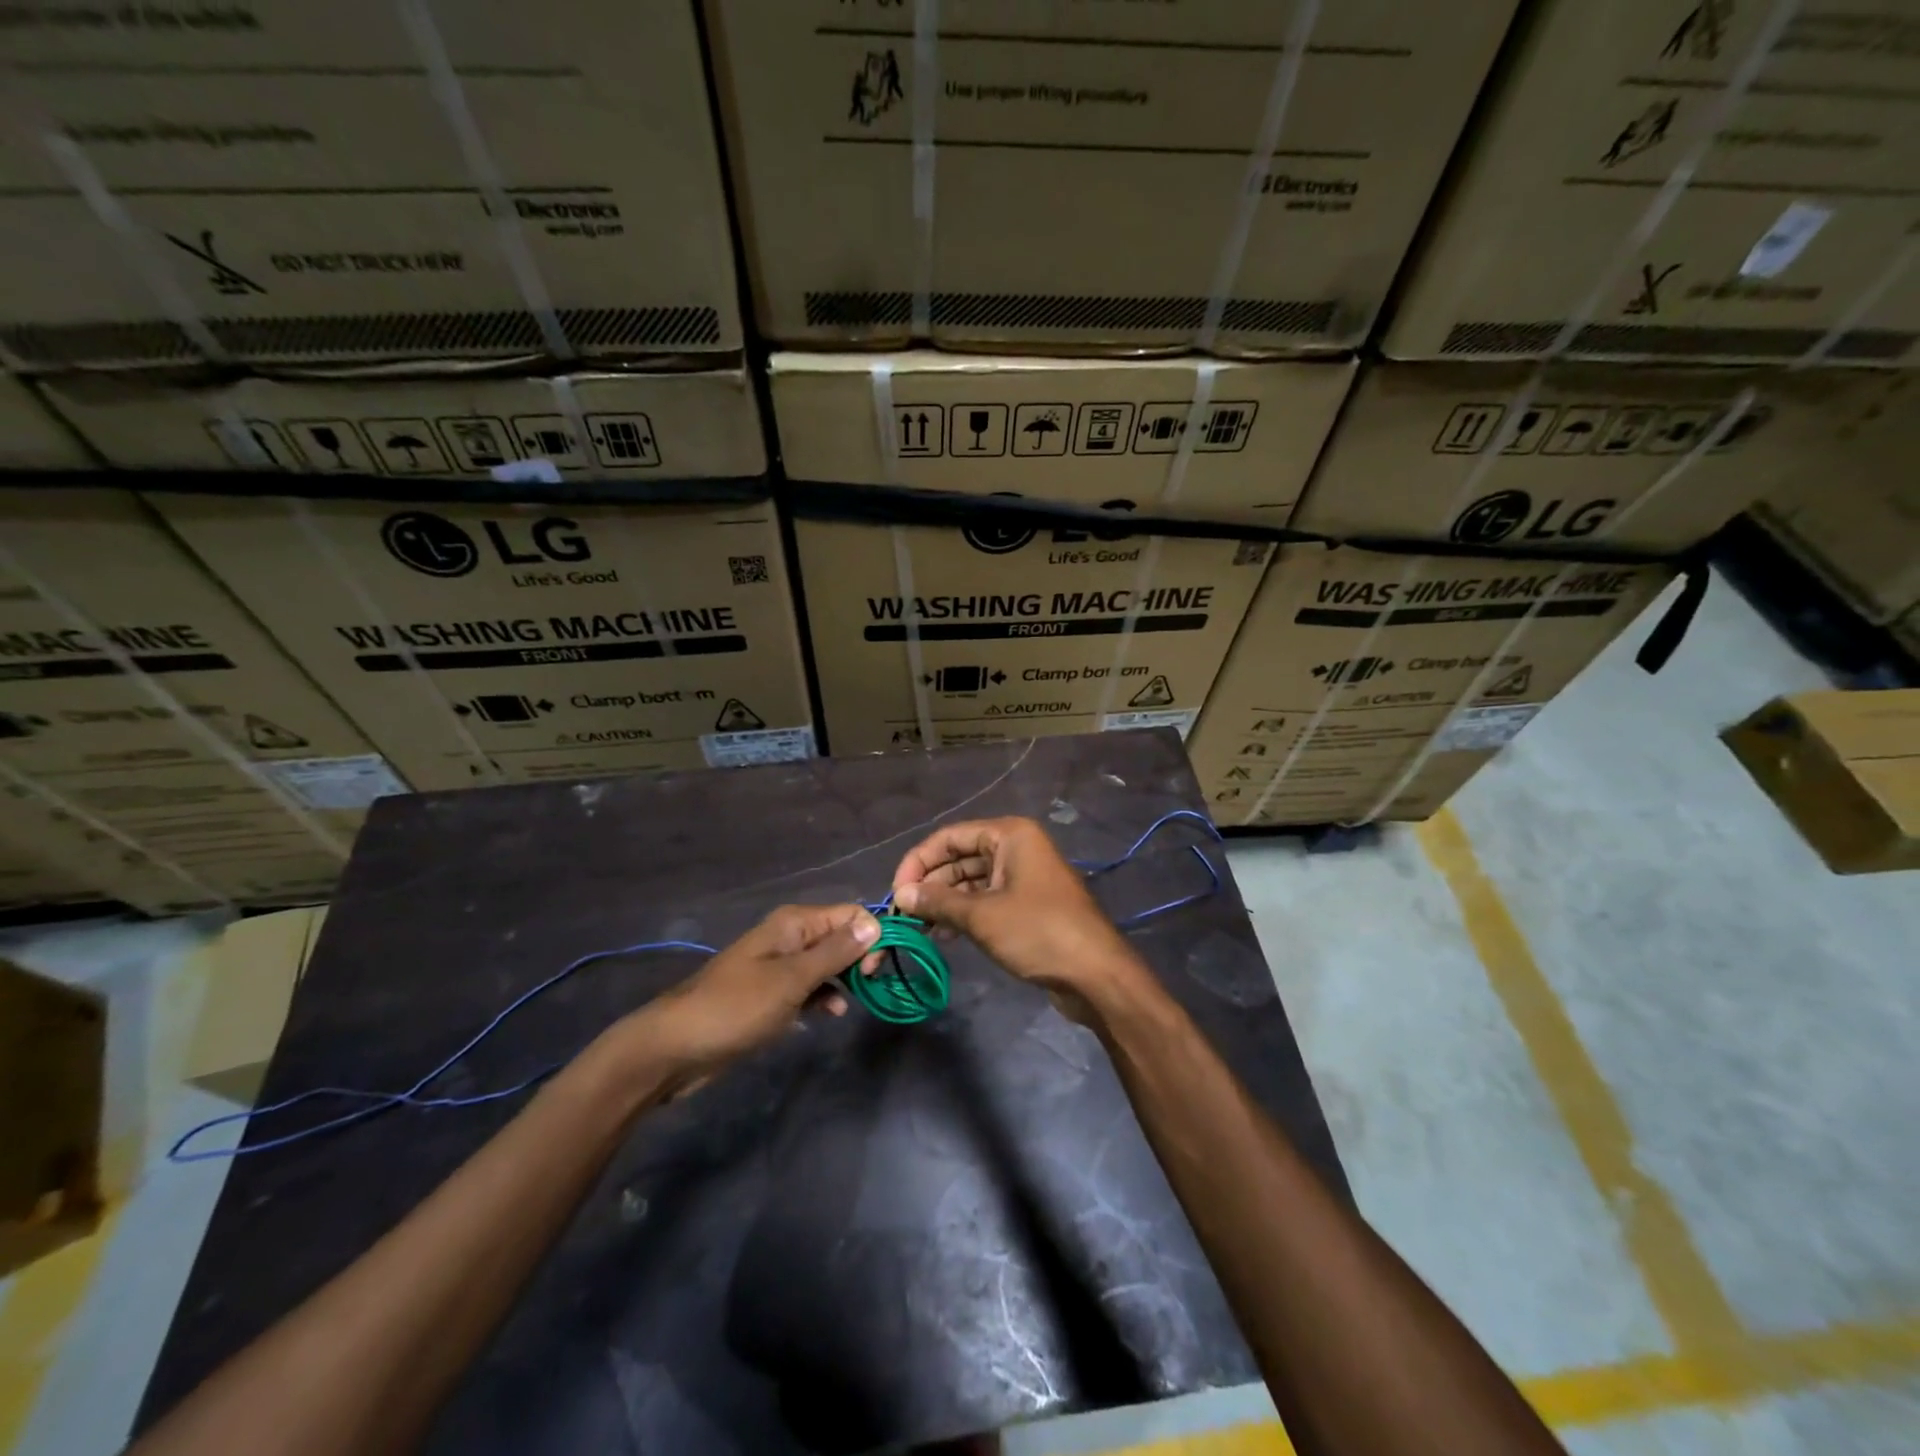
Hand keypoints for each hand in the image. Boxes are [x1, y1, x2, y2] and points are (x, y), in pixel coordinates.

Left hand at [632, 904, 879, 1078]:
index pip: (850, 914)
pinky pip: (810, 987)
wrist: (677, 1048)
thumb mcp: (792, 980)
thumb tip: (875, 924)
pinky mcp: (772, 994)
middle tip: (865, 988)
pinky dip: (824, 997)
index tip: (872, 970)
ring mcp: (779, 966)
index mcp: (794, 923)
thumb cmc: (737, 1008)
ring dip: (844, 980)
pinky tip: (830, 1014)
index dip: (869, 937)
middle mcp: (789, 937)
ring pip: (827, 963)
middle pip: (841, 936)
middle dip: (860, 958)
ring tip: (851, 1005)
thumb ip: (835, 952)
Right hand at [890, 817, 1147, 1016]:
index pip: (950, 837)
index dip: (919, 862)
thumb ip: (938, 902)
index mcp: (1010, 835)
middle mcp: (1016, 848)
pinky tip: (944, 936)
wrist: (1096, 974)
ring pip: (971, 881)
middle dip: (930, 884)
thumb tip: (901, 895)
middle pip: (960, 857)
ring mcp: (1023, 876)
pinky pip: (986, 900)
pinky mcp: (1027, 904)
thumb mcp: (982, 916)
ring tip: (919, 929)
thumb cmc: (1039, 932)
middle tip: (904, 915)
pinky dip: (964, 914)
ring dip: (944, 902)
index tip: (896, 893)